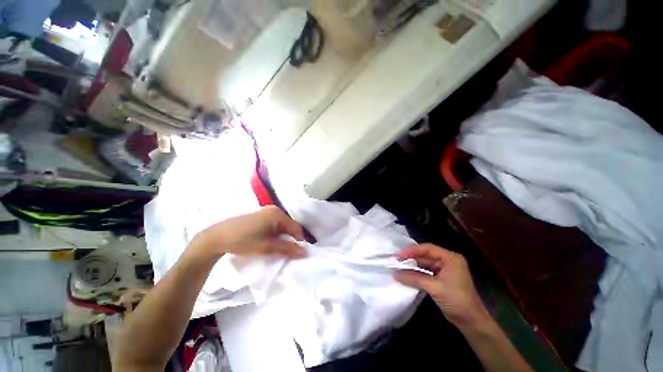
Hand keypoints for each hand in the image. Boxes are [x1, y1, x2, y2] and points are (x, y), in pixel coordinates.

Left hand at [190, 206, 306, 258]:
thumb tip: (304, 252)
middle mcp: (274, 210)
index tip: (298, 254)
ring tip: (278, 250)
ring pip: (281, 227)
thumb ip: (286, 249)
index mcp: (277, 214)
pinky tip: (269, 243)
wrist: (216, 237)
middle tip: (287, 253)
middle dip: (290, 239)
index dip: (299, 241)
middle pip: (289, 226)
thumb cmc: (242, 240)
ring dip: (282, 238)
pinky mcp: (260, 216)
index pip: (296, 227)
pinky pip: (273, 226)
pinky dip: (275, 235)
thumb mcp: (266, 246)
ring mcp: (266, 212)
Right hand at [394, 244, 489, 327]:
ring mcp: (445, 270)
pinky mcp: (442, 279)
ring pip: (425, 263)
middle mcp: (448, 261)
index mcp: (450, 258)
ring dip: (413, 266)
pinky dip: (417, 273)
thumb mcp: (434, 288)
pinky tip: (407, 275)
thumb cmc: (457, 301)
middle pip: (425, 255)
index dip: (412, 250)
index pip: (427, 249)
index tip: (398, 255)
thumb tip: (394, 273)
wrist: (471, 322)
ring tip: (399, 266)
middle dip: (411, 257)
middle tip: (396, 260)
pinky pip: (426, 272)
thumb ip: (414, 278)